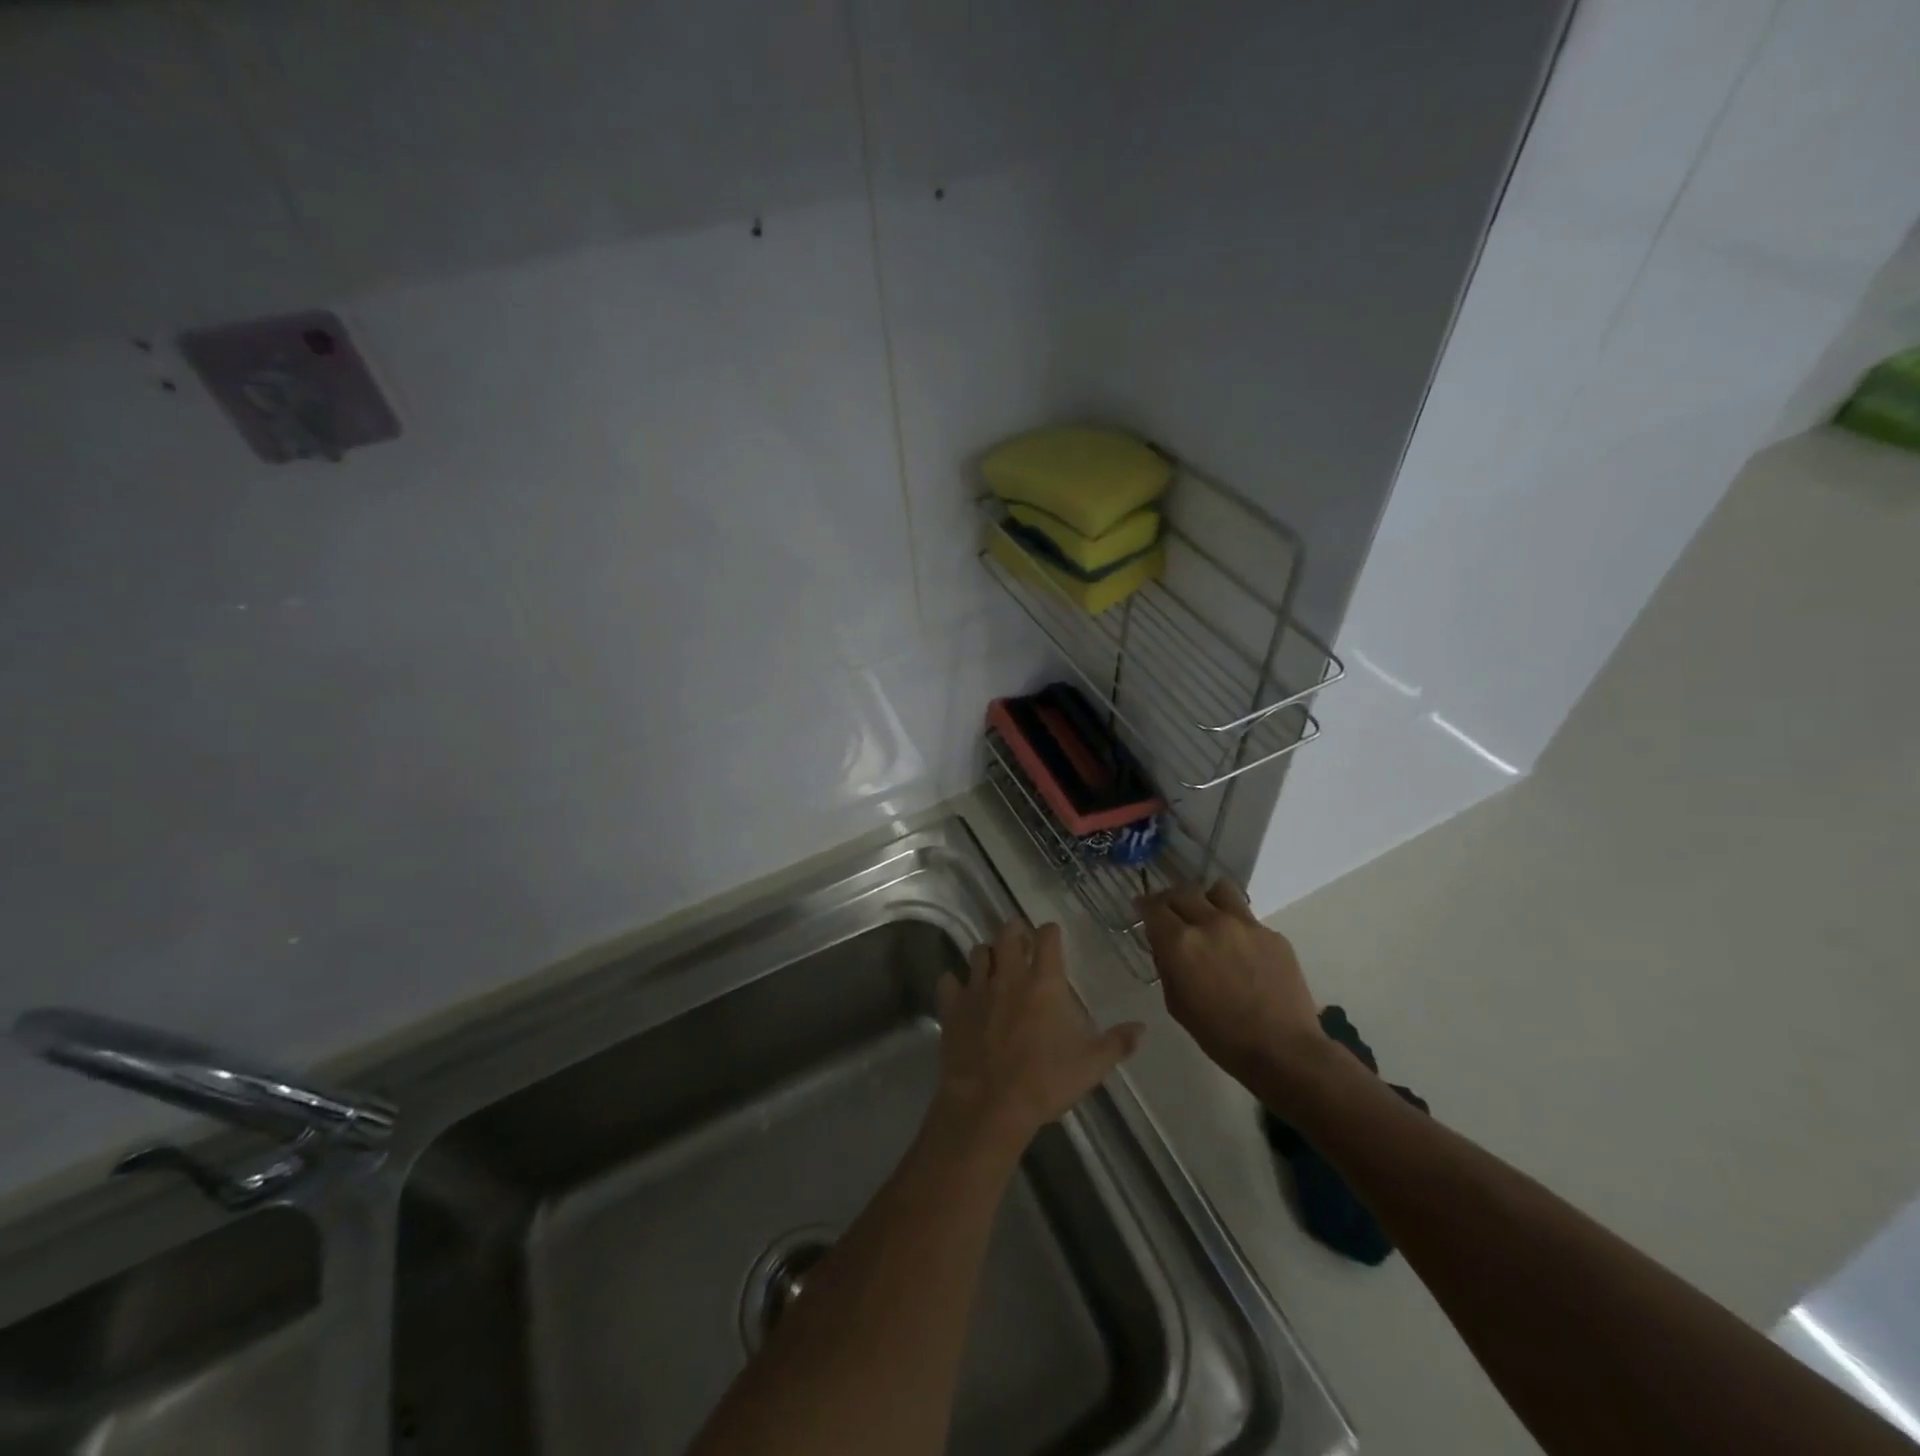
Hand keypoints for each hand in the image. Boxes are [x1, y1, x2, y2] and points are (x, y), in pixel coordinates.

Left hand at [933, 920, 1143, 1153]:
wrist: (989, 1105)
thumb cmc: (1044, 1082)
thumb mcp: (1091, 1066)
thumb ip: (1117, 1043)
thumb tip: (1142, 1027)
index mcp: (1044, 982)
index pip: (1047, 936)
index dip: (1050, 932)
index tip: (1053, 937)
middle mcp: (1009, 975)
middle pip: (1008, 932)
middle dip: (1015, 931)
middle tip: (1021, 940)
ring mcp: (977, 988)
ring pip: (978, 952)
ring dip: (988, 954)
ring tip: (994, 965)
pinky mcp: (952, 1006)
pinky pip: (948, 981)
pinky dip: (955, 983)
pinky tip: (961, 993)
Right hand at [1141, 882, 1331, 1100]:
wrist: (1283, 1050)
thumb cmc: (1220, 1036)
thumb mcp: (1176, 1004)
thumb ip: (1166, 966)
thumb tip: (1165, 945)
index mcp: (1181, 942)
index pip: (1153, 907)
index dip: (1144, 906)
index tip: (1142, 910)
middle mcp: (1211, 923)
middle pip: (1182, 892)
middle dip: (1170, 900)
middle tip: (1171, 914)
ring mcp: (1246, 925)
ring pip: (1218, 891)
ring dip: (1206, 899)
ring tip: (1208, 917)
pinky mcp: (1273, 934)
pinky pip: (1247, 918)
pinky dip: (1236, 926)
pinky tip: (1241, 950)